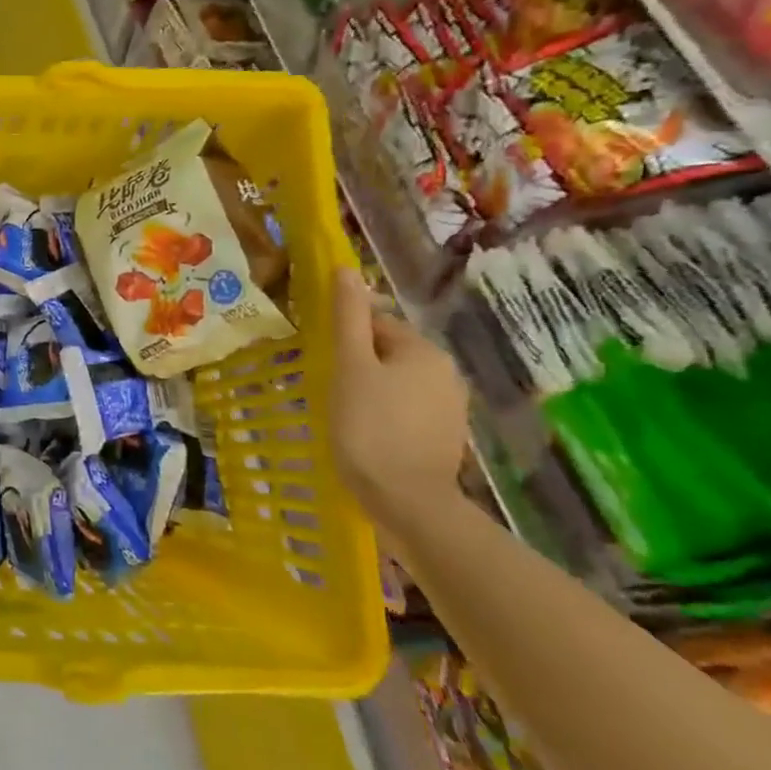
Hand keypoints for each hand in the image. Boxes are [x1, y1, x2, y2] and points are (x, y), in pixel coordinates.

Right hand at [328, 270, 470, 531]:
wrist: (406, 501)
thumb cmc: (369, 426)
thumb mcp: (349, 367)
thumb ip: (347, 318)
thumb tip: (345, 269)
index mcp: (424, 350)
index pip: (376, 324)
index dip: (343, 338)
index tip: (321, 359)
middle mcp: (446, 372)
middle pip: (388, 352)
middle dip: (358, 364)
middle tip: (327, 387)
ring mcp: (449, 407)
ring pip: (397, 382)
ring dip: (370, 389)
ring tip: (342, 412)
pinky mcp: (444, 436)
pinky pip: (407, 410)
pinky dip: (385, 414)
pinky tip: (365, 433)